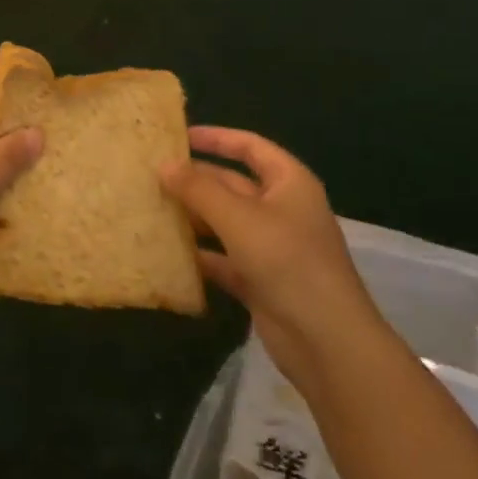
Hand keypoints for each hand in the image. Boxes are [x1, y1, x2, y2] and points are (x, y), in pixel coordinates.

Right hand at [162, 127, 379, 394]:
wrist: (326, 341)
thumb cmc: (287, 261)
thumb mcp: (239, 218)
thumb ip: (198, 189)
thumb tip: (164, 164)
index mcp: (289, 183)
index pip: (250, 147)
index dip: (216, 138)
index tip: (178, 137)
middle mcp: (281, 209)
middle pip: (233, 184)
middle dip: (196, 180)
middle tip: (152, 175)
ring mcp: (271, 247)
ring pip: (224, 222)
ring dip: (193, 216)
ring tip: (150, 207)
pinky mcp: (259, 280)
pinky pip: (223, 258)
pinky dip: (199, 255)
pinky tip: (166, 252)